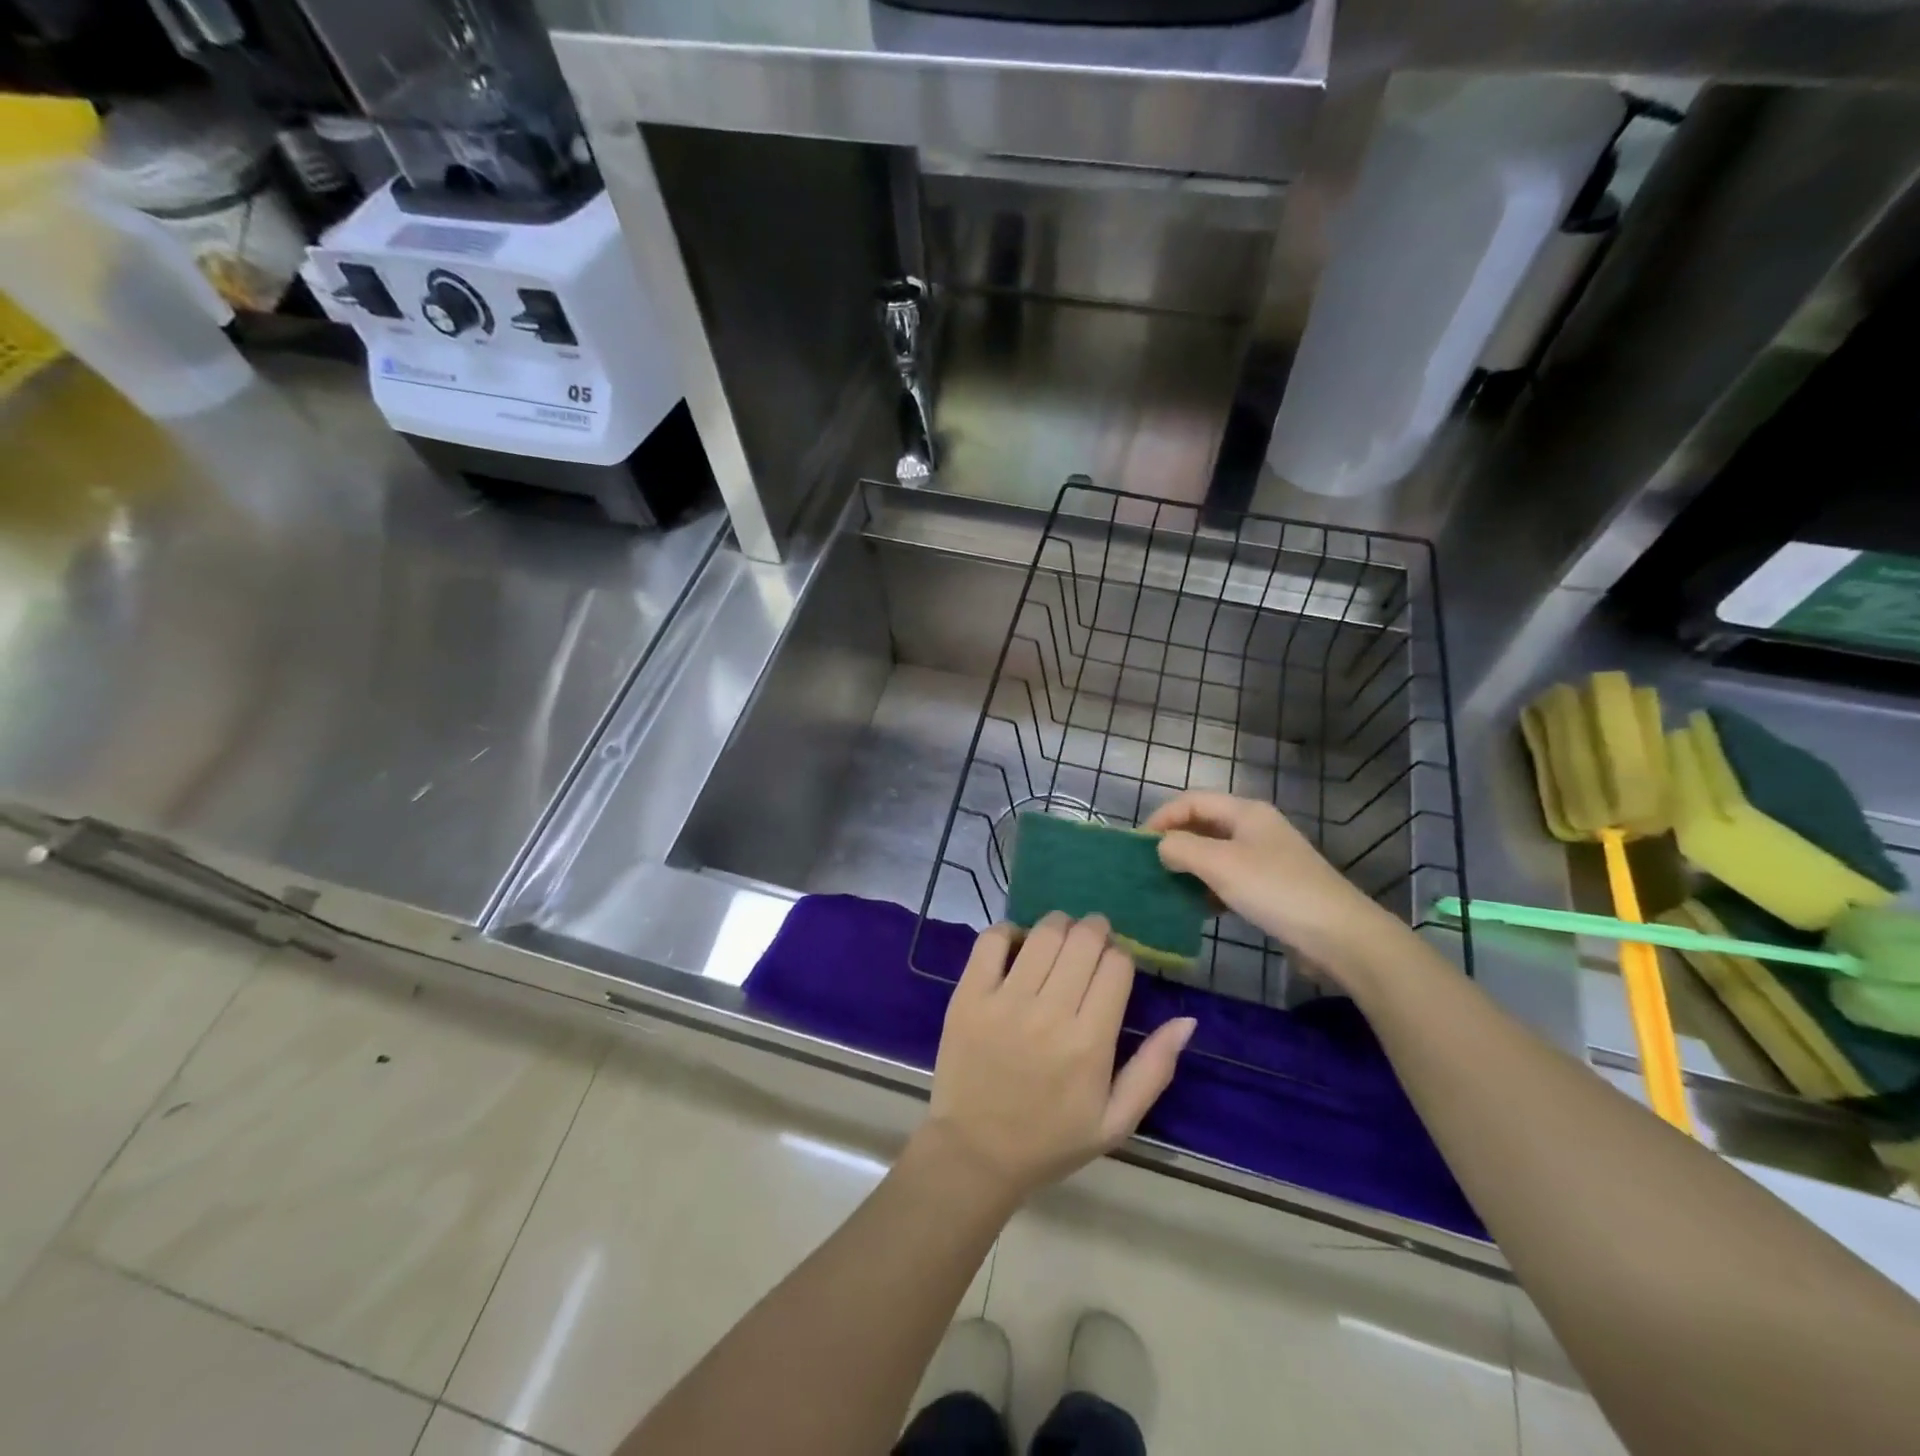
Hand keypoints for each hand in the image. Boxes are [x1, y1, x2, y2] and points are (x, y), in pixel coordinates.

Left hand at [922, 914, 1195, 1207]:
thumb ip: (1154, 1069)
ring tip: (1060, 936)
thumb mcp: (1115, 1122)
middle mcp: (1049, 1014)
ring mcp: (1004, 1001)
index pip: (1117, 966)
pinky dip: (1009, 931)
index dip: (1121, 956)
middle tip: (1092, 938)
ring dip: (1059, 925)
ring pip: (1043, 934)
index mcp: (1090, 1044)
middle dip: (1095, 930)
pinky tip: (1017, 944)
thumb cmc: (1051, 1140)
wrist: (975, 1153)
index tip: (1114, 965)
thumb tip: (1187, 1020)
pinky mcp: (968, 996)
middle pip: (1083, 940)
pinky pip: (991, 941)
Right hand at [1145, 792, 1394, 981]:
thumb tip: (1161, 847)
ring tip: (1168, 889)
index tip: (1139, 845)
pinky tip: (1200, 908)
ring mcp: (1266, 858)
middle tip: (1149, 867)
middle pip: (1204, 825)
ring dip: (1190, 868)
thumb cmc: (1275, 890)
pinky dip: (1210, 888)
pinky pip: (1230, 878)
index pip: (1192, 801)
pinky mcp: (1273, 887)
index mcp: (1246, 812)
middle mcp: (1256, 828)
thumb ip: (1181, 849)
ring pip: (1216, 854)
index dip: (1162, 817)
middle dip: (1175, 843)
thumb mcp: (1220, 865)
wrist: (1339, 935)